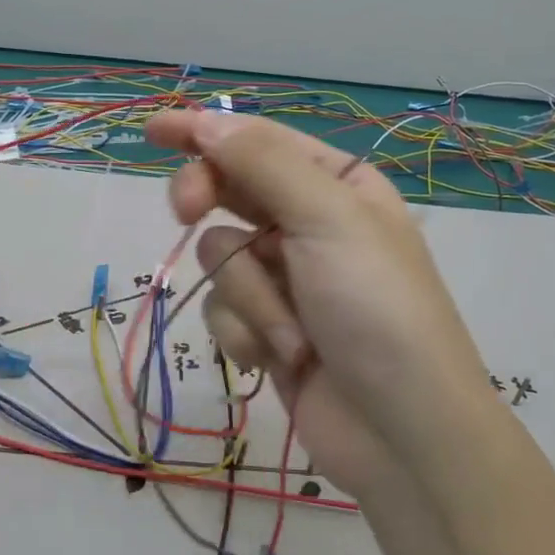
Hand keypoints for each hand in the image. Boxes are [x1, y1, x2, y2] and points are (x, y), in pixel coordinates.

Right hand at [145, 110, 495, 495]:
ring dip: (250, 295)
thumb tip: (208, 121)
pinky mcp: (268, 328)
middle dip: (208, 204)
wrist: (401, 433)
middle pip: (229, 191)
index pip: (257, 141)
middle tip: (185, 211)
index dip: (203, 130)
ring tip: (292, 331)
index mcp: (336, 184)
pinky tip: (281, 358)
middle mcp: (309, 224)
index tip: (153, 131)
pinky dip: (248, 332)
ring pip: (221, 256)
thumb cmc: (376, 309)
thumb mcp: (327, 219)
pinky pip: (224, 309)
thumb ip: (262, 163)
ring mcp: (287, 279)